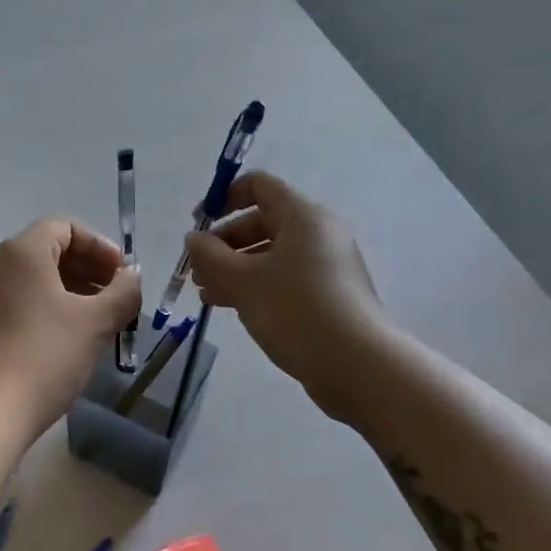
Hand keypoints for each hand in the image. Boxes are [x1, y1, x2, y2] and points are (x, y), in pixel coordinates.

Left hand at [0, 219, 141, 440]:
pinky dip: (51, 307)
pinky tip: (72, 338)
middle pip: (51, 250)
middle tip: (117, 298)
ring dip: (74, 291)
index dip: (100, 246)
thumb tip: (133, 276)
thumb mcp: (95, 322)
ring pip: (37, 278)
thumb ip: (122, 292)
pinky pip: (23, 300)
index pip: (66, 227)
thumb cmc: (45, 355)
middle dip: (89, 269)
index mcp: (23, 251)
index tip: (123, 275)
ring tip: (101, 321)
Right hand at [185, 172, 387, 423]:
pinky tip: (229, 306)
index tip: (198, 224)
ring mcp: (325, 266)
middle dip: (223, 243)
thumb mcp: (243, 281)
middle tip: (197, 270)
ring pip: (269, 255)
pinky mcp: (327, 295)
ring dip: (234, 268)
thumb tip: (193, 238)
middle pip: (261, 221)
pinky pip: (283, 278)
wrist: (356, 365)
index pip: (258, 186)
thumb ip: (211, 256)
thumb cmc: (296, 310)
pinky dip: (255, 285)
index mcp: (302, 216)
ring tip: (205, 293)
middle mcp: (317, 233)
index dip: (224, 198)